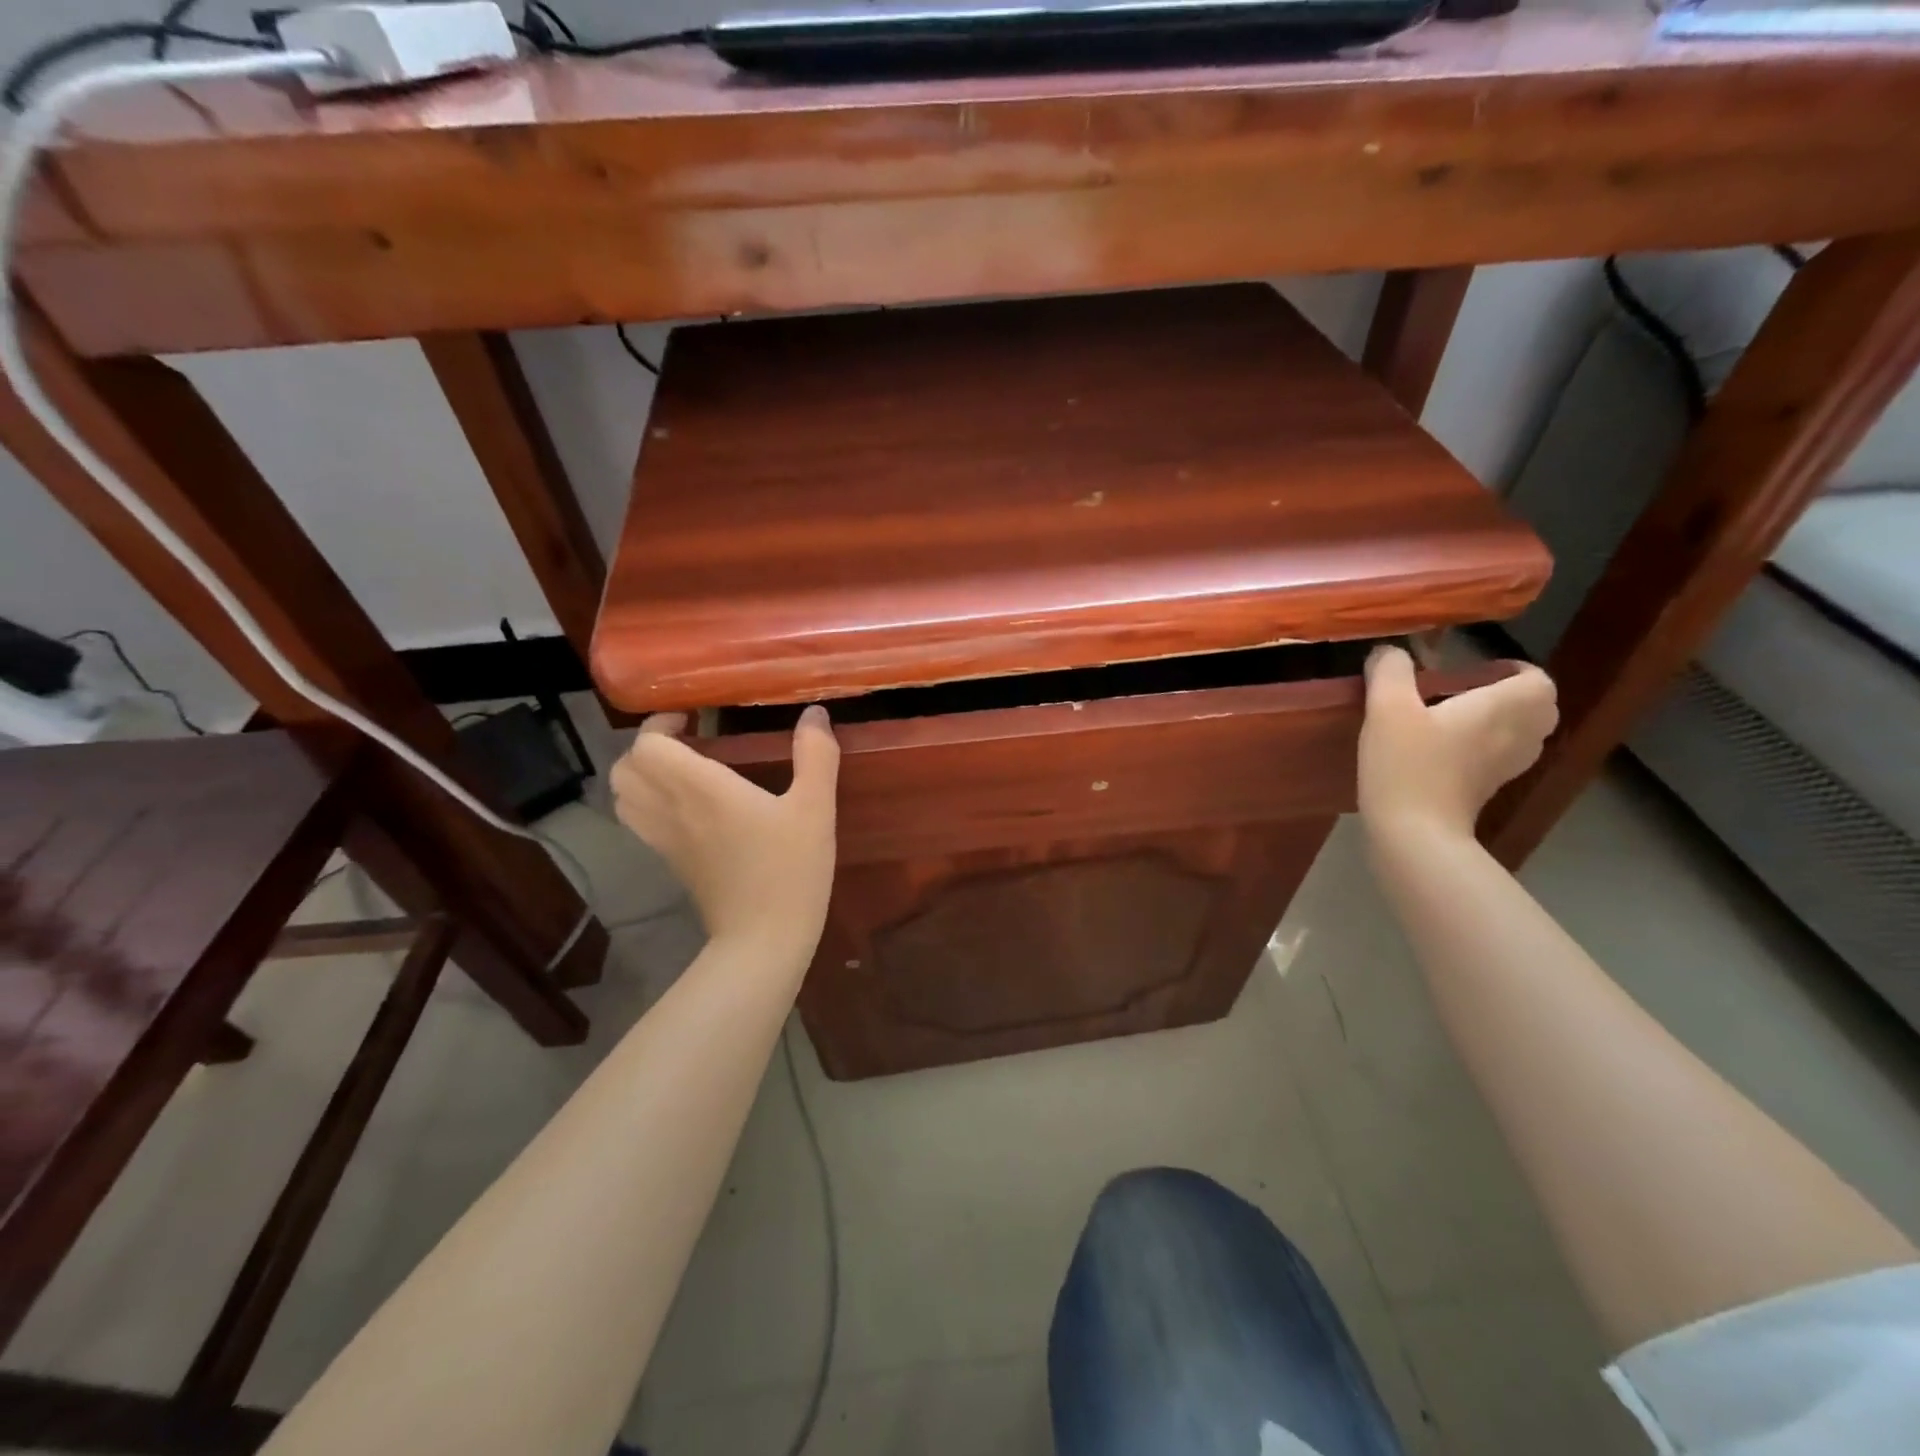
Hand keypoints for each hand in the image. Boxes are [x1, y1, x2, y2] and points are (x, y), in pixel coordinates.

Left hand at [610, 706, 839, 960]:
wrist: (763, 940)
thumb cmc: (790, 870)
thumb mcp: (815, 808)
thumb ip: (816, 755)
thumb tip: (815, 714)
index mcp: (702, 789)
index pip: (648, 746)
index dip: (661, 724)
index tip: (694, 717)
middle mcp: (672, 810)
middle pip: (626, 767)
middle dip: (649, 745)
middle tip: (688, 740)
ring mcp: (665, 840)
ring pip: (624, 795)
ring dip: (643, 773)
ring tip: (683, 767)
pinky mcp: (670, 862)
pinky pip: (638, 820)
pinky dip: (647, 801)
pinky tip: (688, 804)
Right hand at [1357, 646, 1557, 841]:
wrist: (1414, 833)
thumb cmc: (1407, 765)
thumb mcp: (1387, 708)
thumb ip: (1389, 671)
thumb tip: (1389, 652)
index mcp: (1502, 708)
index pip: (1537, 680)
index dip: (1513, 670)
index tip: (1474, 670)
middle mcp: (1516, 736)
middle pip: (1538, 708)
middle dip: (1511, 695)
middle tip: (1466, 692)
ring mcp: (1506, 768)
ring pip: (1523, 735)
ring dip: (1500, 722)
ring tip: (1455, 719)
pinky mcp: (1487, 790)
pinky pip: (1501, 757)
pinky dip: (1486, 747)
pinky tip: (1445, 750)